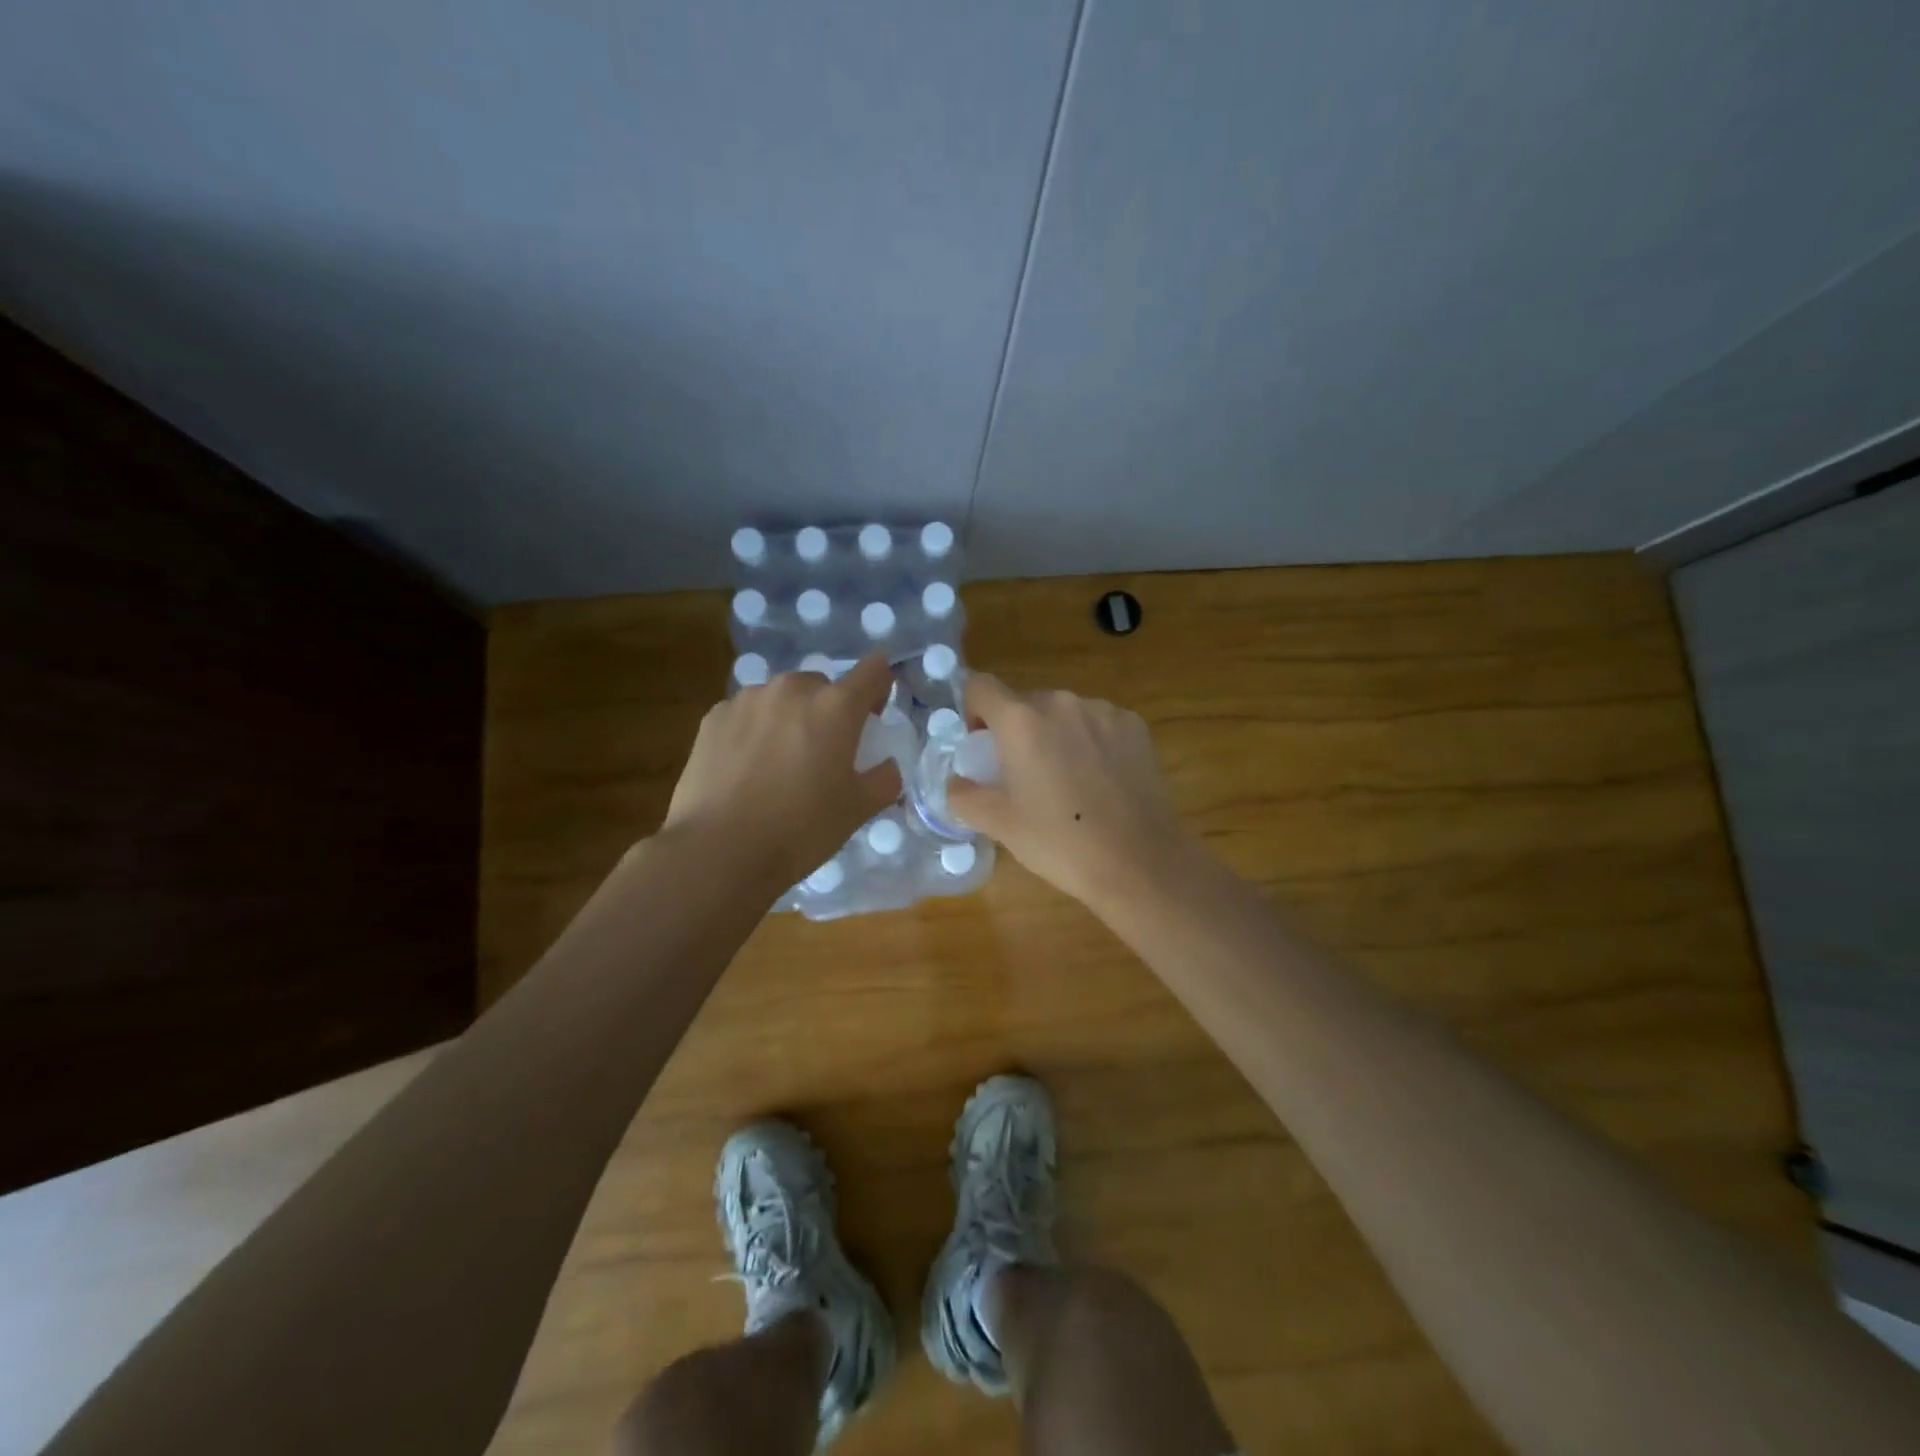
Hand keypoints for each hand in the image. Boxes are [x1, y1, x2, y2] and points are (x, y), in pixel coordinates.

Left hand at [663, 653, 902, 889]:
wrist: (719, 851)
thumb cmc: (801, 829)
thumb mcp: (858, 810)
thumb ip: (884, 779)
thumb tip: (886, 766)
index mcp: (836, 706)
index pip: (873, 671)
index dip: (880, 686)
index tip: (874, 712)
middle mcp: (792, 689)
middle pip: (823, 685)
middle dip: (830, 710)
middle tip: (824, 751)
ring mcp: (748, 699)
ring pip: (782, 698)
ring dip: (789, 717)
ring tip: (780, 761)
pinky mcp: (713, 716)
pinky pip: (747, 713)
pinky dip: (755, 730)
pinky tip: (747, 768)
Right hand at [947, 674, 1192, 910]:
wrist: (1139, 862)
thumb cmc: (1060, 842)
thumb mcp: (999, 825)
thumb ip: (964, 796)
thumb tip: (956, 782)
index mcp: (1021, 720)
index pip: (980, 686)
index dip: (972, 710)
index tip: (981, 745)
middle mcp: (1061, 702)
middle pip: (1024, 702)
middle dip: (1015, 730)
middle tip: (1021, 775)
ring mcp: (1103, 711)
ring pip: (1063, 713)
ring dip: (1054, 734)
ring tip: (1066, 781)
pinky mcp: (1135, 726)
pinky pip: (1098, 723)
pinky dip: (1089, 741)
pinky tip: (1100, 781)